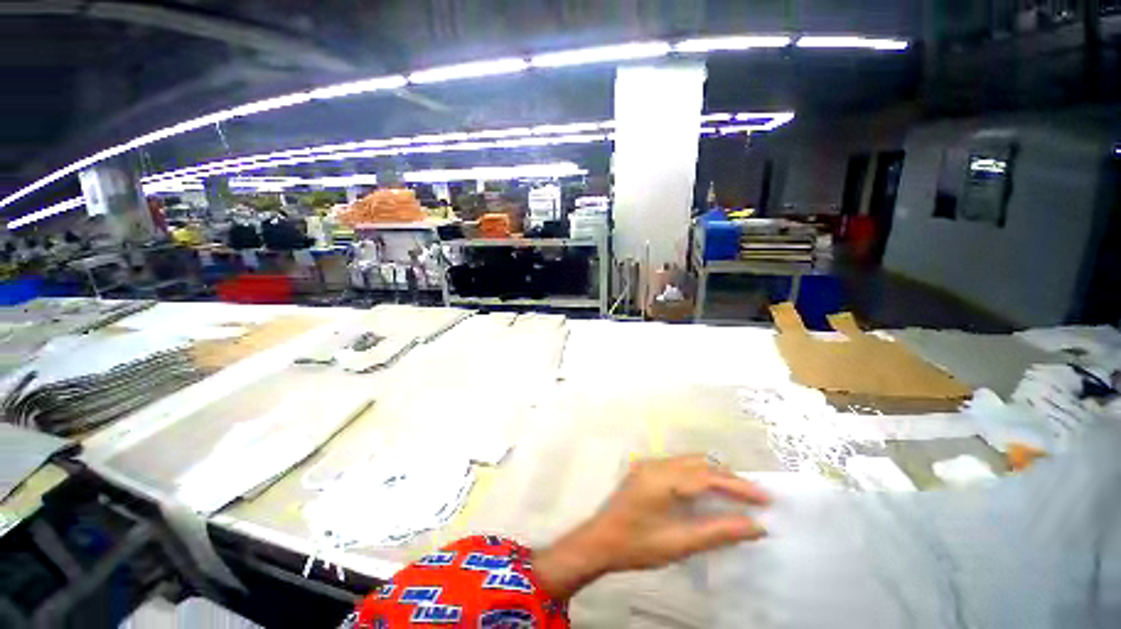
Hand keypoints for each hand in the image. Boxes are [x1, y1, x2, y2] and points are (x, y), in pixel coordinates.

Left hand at [534, 455, 769, 599]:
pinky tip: (707, 491)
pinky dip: (698, 475)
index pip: (708, 476)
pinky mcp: (646, 470)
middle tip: (754, 497)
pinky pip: (678, 466)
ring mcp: (649, 464)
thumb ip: (718, 532)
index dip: (739, 486)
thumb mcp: (680, 543)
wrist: (600, 540)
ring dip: (713, 474)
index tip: (766, 498)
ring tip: (736, 494)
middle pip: (700, 463)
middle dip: (728, 477)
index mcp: (663, 477)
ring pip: (689, 462)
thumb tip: (756, 526)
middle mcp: (657, 464)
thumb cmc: (638, 545)